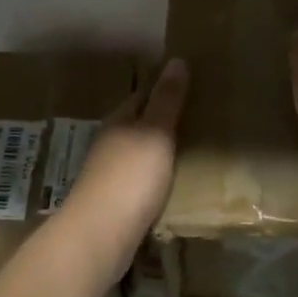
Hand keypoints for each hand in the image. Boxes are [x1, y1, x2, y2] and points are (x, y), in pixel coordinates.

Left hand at [49, 59, 187, 285]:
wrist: (99, 237)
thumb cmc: (130, 177)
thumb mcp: (156, 133)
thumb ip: (167, 100)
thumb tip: (176, 59)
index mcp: (120, 121)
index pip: (143, 95)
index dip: (164, 88)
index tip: (189, 85)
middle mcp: (111, 144)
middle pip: (138, 125)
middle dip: (162, 120)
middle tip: (198, 118)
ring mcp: (109, 176)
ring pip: (138, 154)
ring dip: (159, 151)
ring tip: (191, 151)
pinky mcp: (114, 205)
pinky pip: (140, 183)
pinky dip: (156, 179)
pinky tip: (172, 186)